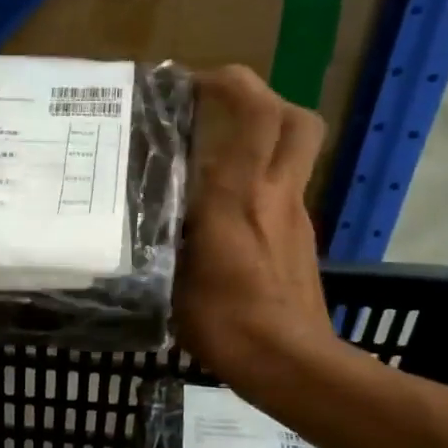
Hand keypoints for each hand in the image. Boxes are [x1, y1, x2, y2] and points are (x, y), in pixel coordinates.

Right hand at [175, 67, 333, 383]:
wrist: (291, 364)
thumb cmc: (227, 323)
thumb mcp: (172, 281)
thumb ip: (161, 241)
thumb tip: (145, 220)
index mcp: (241, 196)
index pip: (256, 115)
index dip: (232, 83)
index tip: (196, 83)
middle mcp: (277, 195)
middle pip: (296, 121)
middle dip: (264, 100)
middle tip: (222, 110)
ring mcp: (296, 218)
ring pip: (293, 157)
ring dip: (262, 142)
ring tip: (214, 163)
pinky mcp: (302, 242)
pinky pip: (284, 194)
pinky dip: (260, 187)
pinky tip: (228, 219)